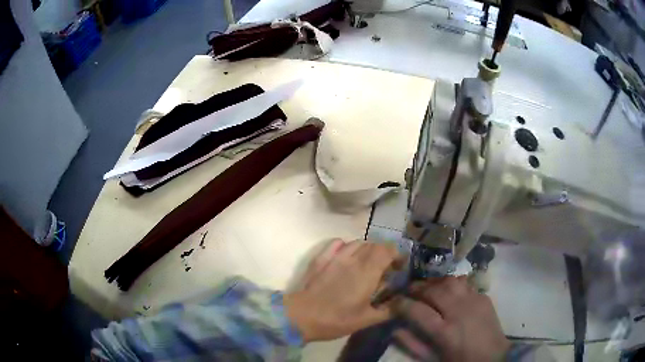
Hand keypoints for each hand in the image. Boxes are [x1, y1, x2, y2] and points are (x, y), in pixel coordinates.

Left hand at [284, 240, 397, 341]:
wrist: (302, 316)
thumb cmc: (336, 319)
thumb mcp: (366, 320)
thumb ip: (388, 310)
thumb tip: (401, 303)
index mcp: (367, 272)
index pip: (387, 250)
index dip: (397, 254)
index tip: (399, 266)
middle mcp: (353, 259)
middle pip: (374, 244)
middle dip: (384, 253)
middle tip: (384, 269)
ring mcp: (335, 257)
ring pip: (357, 242)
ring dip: (367, 249)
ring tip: (366, 264)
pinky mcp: (321, 258)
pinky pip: (337, 243)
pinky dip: (346, 246)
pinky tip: (346, 258)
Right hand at [395, 277, 509, 361]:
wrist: (493, 357)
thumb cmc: (460, 360)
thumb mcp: (433, 359)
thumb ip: (413, 345)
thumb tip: (395, 329)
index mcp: (444, 332)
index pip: (417, 310)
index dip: (402, 304)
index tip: (394, 302)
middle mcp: (459, 312)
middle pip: (433, 291)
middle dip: (417, 288)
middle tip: (408, 290)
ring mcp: (474, 301)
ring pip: (450, 281)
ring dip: (435, 282)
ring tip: (427, 287)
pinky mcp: (484, 297)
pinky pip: (465, 283)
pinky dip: (452, 284)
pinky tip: (448, 290)